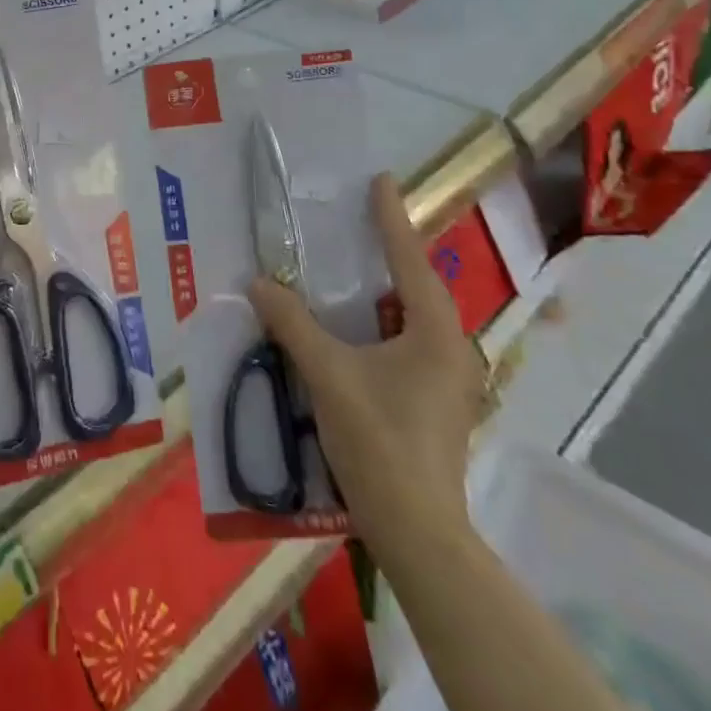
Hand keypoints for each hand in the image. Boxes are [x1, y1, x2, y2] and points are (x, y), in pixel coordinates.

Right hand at [247, 173, 485, 549]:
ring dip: (390, 287)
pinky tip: (360, 324)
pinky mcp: (437, 401)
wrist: (416, 529)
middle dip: (394, 250)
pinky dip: (386, 319)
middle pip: (421, 285)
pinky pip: (411, 340)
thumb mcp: (328, 373)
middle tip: (363, 218)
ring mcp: (449, 379)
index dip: (392, 219)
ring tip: (359, 264)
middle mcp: (451, 349)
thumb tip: (259, 283)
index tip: (382, 181)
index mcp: (435, 334)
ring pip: (418, 316)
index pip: (411, 261)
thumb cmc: (379, 440)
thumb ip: (292, 323)